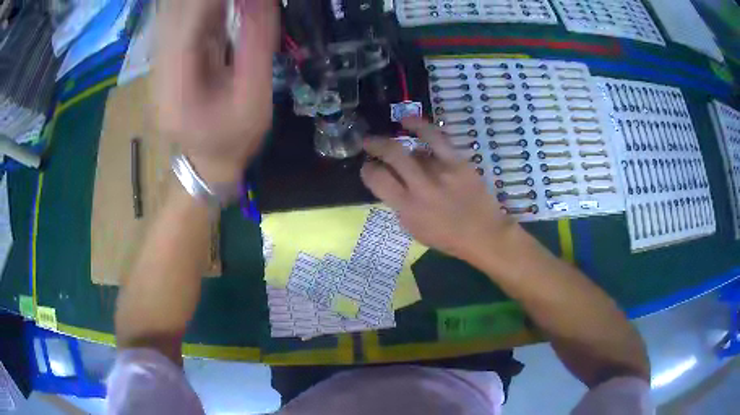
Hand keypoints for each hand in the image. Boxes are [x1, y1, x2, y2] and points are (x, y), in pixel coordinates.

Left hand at [152, 0, 277, 182]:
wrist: (206, 164)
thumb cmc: (233, 139)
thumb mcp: (255, 98)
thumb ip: (257, 46)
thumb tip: (261, 0)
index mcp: (176, 88)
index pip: (186, 25)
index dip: (209, 2)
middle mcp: (159, 72)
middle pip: (173, 14)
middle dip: (201, 1)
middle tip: (240, 0)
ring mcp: (160, 65)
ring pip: (173, 14)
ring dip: (198, 4)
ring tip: (232, 4)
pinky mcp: (167, 61)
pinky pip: (178, 21)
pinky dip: (199, 8)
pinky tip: (222, 7)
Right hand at [361, 118, 518, 261]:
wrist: (484, 234)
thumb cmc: (447, 238)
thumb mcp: (414, 229)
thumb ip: (399, 204)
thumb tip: (390, 180)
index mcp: (407, 208)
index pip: (377, 180)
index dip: (367, 170)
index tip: (367, 167)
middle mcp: (421, 187)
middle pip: (392, 155)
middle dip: (375, 145)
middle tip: (368, 142)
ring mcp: (441, 172)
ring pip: (412, 147)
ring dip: (396, 141)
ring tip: (389, 139)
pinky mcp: (457, 162)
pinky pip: (435, 137)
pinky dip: (418, 125)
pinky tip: (408, 121)